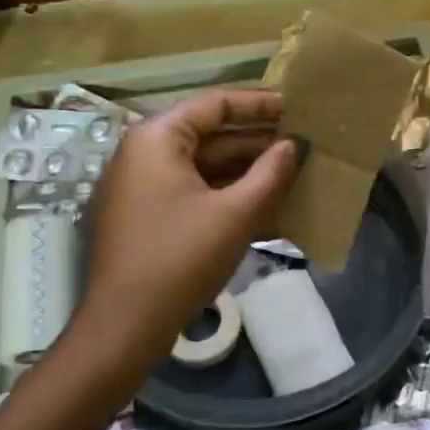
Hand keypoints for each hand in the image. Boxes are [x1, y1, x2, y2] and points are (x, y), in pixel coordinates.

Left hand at [67, 90, 300, 380]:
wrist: (126, 326)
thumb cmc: (181, 258)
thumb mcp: (236, 213)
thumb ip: (271, 172)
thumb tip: (295, 145)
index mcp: (158, 139)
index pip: (215, 105)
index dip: (260, 104)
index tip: (298, 108)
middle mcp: (145, 154)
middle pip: (210, 135)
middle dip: (258, 142)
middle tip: (303, 144)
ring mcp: (143, 187)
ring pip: (205, 167)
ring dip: (248, 172)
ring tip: (294, 174)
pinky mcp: (148, 217)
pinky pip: (195, 193)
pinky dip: (228, 196)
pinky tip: (268, 208)